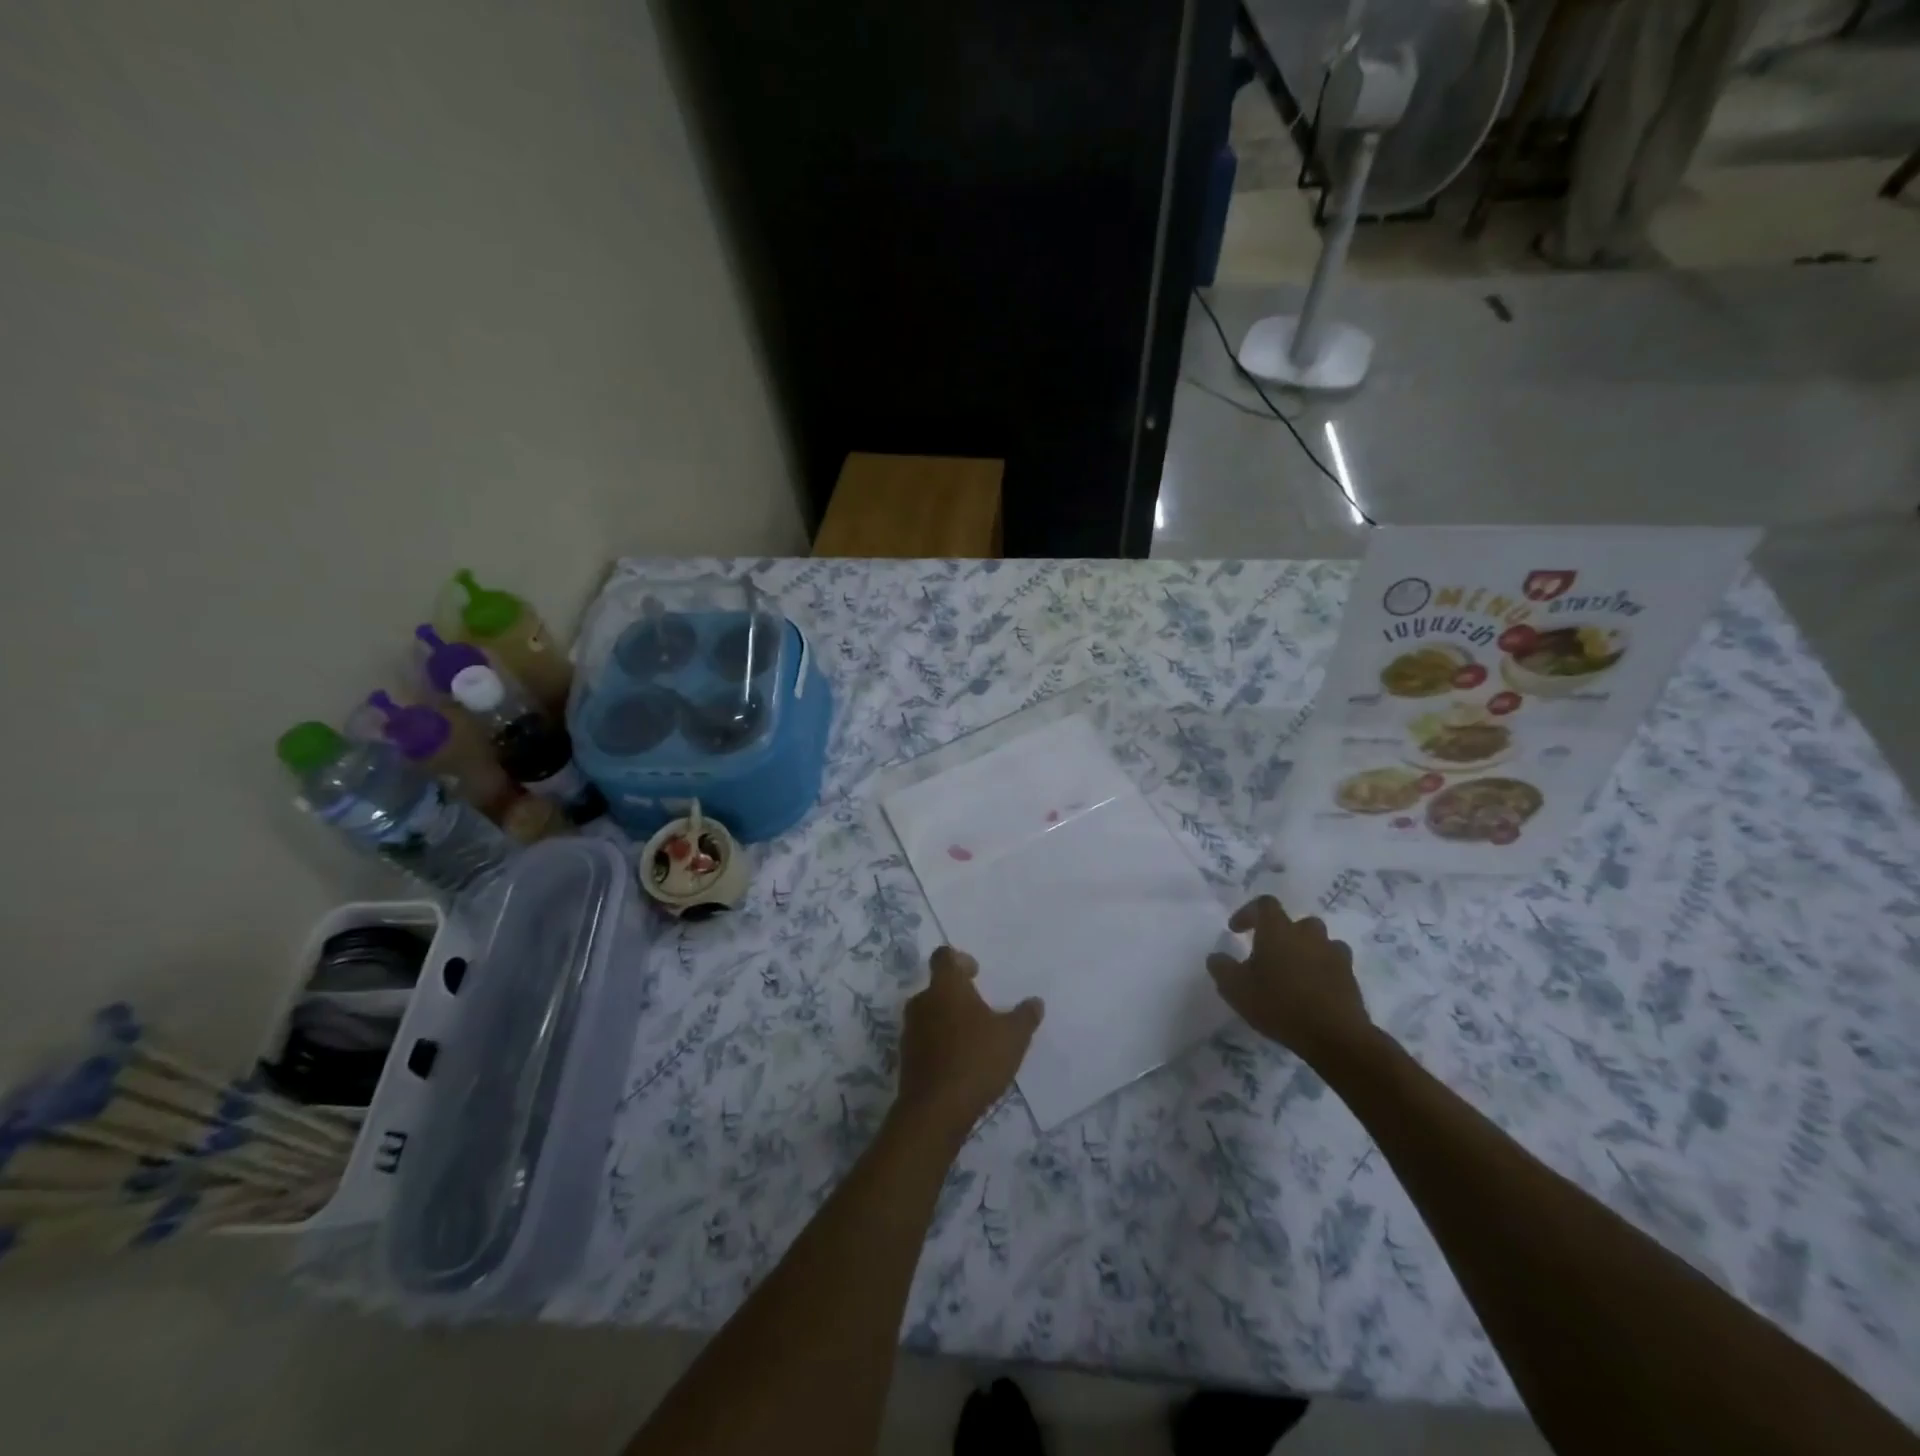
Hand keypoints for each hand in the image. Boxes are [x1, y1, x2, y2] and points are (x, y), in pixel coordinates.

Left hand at [894, 947, 1042, 1144]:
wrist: (935, 1110)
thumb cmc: (976, 1060)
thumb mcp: (1013, 1037)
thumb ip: (1025, 1016)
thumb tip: (1035, 1002)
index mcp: (946, 987)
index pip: (944, 957)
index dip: (959, 959)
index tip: (975, 973)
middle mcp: (922, 1002)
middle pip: (937, 987)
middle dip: (957, 994)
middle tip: (980, 1008)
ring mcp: (910, 1030)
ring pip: (930, 1013)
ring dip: (948, 1019)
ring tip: (973, 1038)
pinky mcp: (906, 1057)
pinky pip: (925, 1039)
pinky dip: (940, 1043)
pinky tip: (959, 1061)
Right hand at [1207, 895, 1373, 1065]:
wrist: (1335, 1035)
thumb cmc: (1279, 1005)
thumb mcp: (1235, 989)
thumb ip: (1221, 968)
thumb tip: (1216, 956)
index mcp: (1278, 930)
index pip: (1264, 904)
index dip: (1248, 912)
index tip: (1236, 930)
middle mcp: (1307, 934)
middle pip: (1296, 922)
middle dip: (1282, 934)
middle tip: (1269, 954)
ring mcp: (1333, 953)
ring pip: (1319, 941)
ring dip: (1305, 950)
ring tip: (1294, 972)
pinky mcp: (1350, 976)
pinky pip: (1334, 963)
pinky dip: (1323, 969)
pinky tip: (1314, 989)